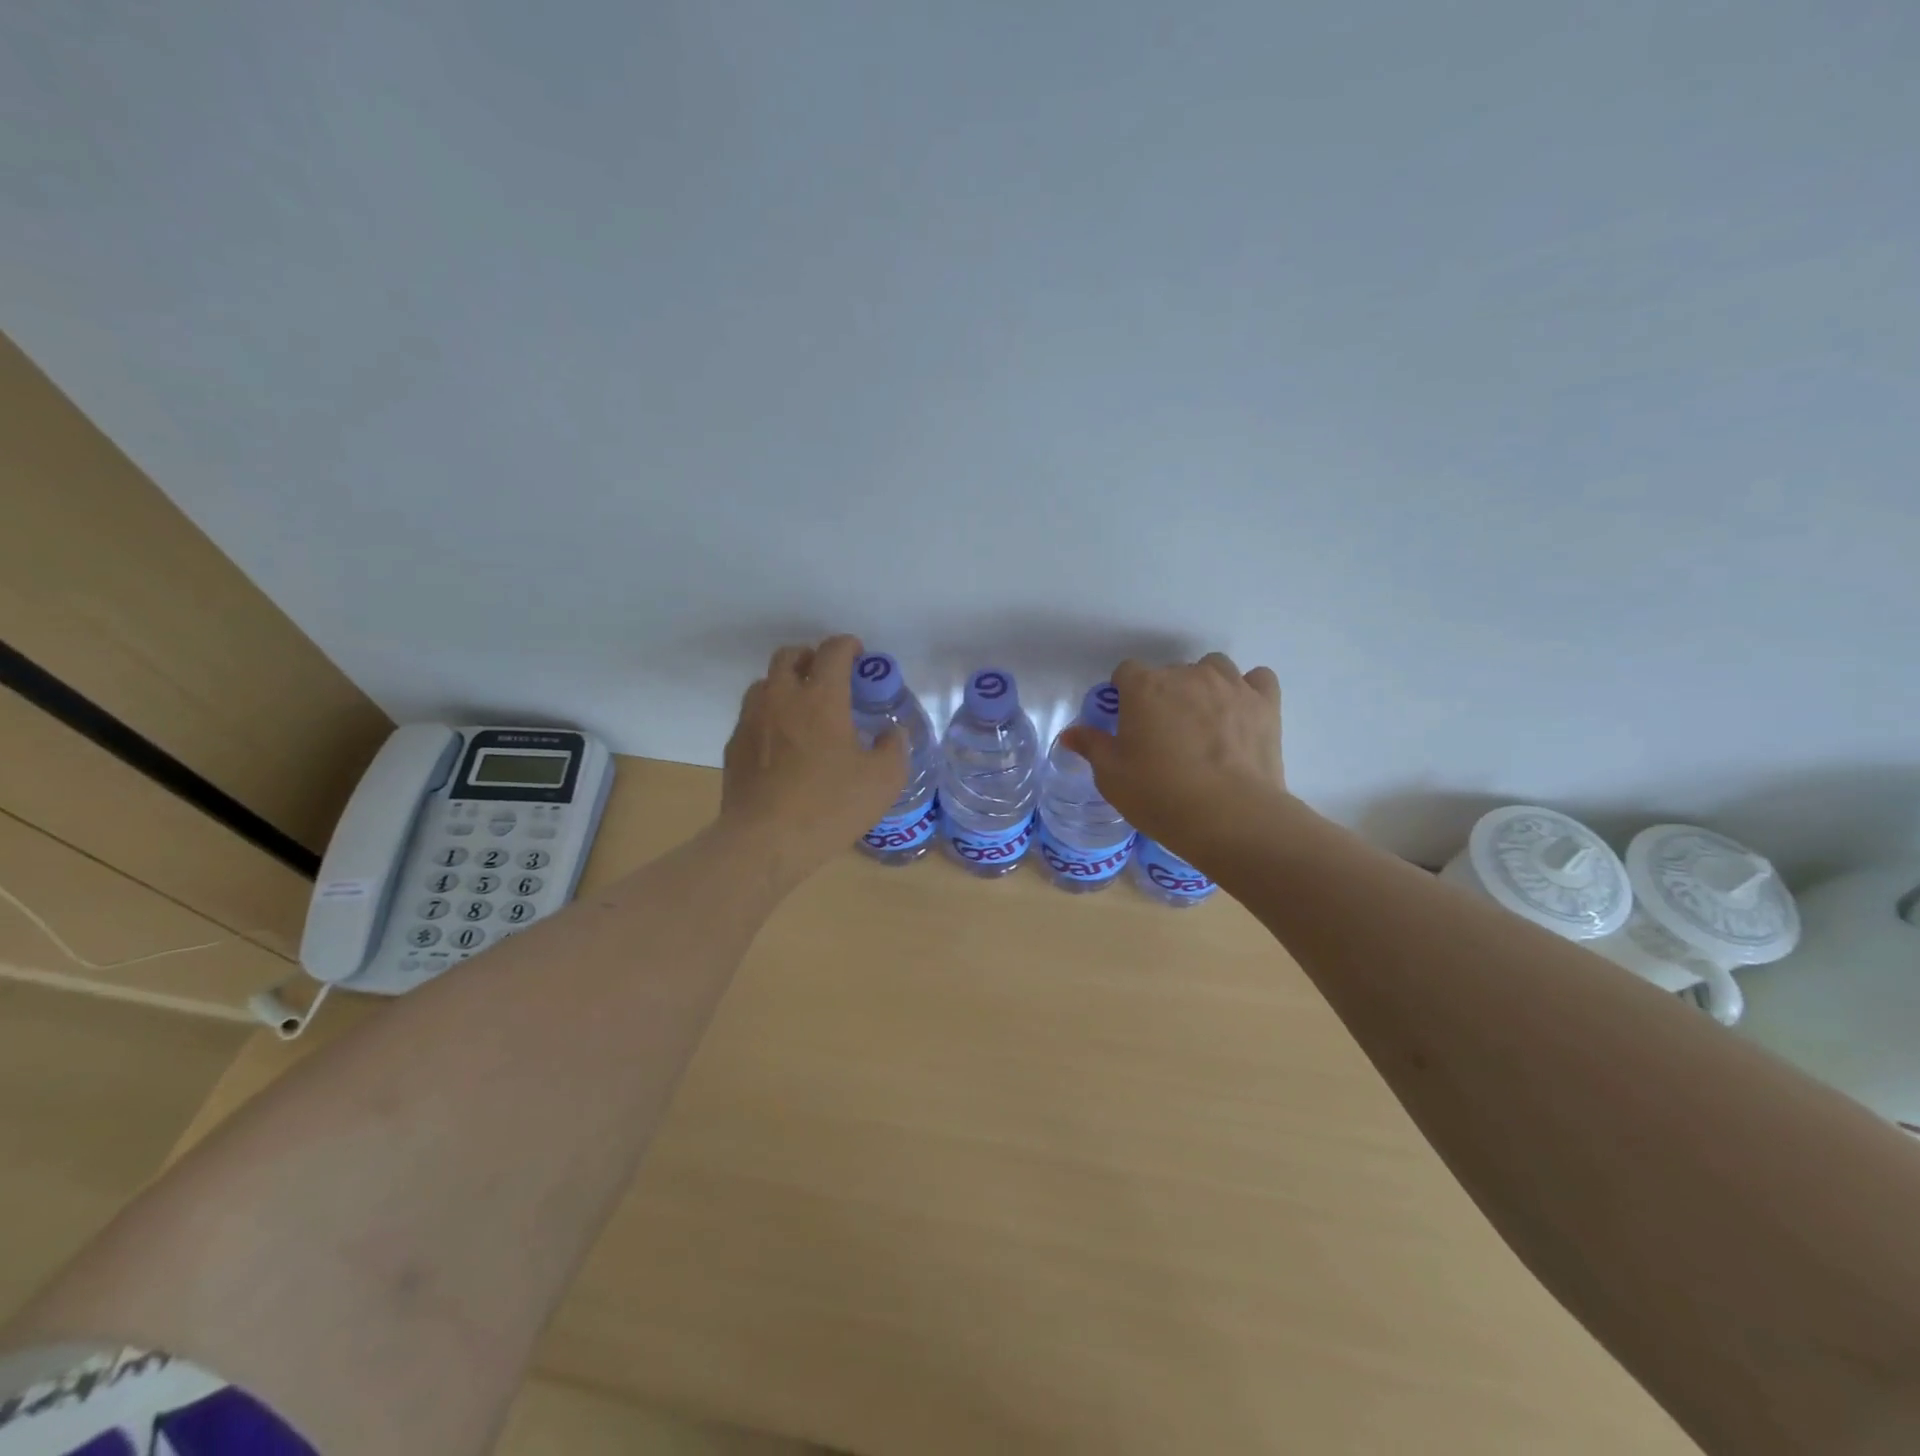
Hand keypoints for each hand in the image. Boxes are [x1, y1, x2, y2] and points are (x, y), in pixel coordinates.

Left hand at [720, 634, 908, 880]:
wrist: (765, 841)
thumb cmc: (830, 806)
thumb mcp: (883, 780)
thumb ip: (894, 748)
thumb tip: (890, 733)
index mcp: (821, 698)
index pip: (833, 651)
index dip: (848, 645)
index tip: (859, 655)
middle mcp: (782, 697)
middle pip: (790, 656)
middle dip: (811, 658)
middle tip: (828, 677)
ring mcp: (752, 720)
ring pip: (764, 683)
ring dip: (785, 684)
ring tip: (802, 708)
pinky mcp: (735, 746)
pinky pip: (752, 716)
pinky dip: (769, 716)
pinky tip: (781, 744)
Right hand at [1060, 653, 1289, 858]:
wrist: (1230, 817)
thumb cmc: (1160, 795)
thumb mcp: (1112, 777)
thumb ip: (1092, 747)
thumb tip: (1071, 733)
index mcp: (1144, 688)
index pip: (1126, 672)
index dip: (1125, 695)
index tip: (1128, 723)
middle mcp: (1187, 675)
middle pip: (1170, 672)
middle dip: (1164, 695)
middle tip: (1165, 734)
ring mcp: (1230, 685)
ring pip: (1213, 668)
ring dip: (1205, 686)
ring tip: (1204, 721)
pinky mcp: (1266, 703)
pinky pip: (1256, 679)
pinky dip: (1248, 691)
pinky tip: (1241, 714)